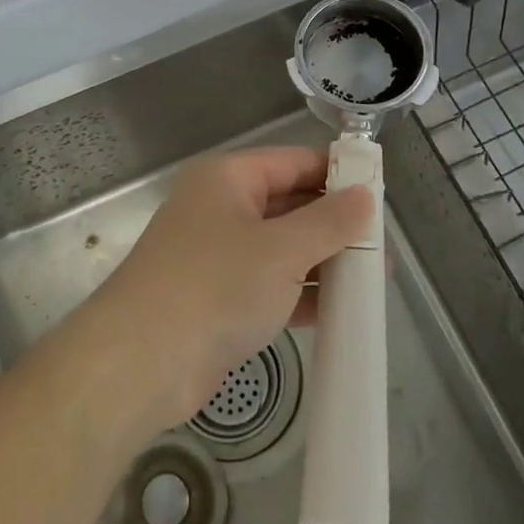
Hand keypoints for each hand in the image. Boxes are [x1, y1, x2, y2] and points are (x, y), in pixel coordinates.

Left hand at [87, 146, 372, 432]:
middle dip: (334, 224)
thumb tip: (365, 196)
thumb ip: (328, 222)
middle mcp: (221, 209)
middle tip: (382, 243)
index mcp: (228, 179)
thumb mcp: (281, 249)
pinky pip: (270, 285)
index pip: (292, 161)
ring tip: (374, 278)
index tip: (380, 191)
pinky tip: (341, 309)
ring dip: (323, 262)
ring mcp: (217, 256)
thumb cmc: (215, 285)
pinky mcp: (218, 300)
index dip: (335, 173)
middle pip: (289, 204)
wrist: (141, 362)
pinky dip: (301, 293)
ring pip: (282, 248)